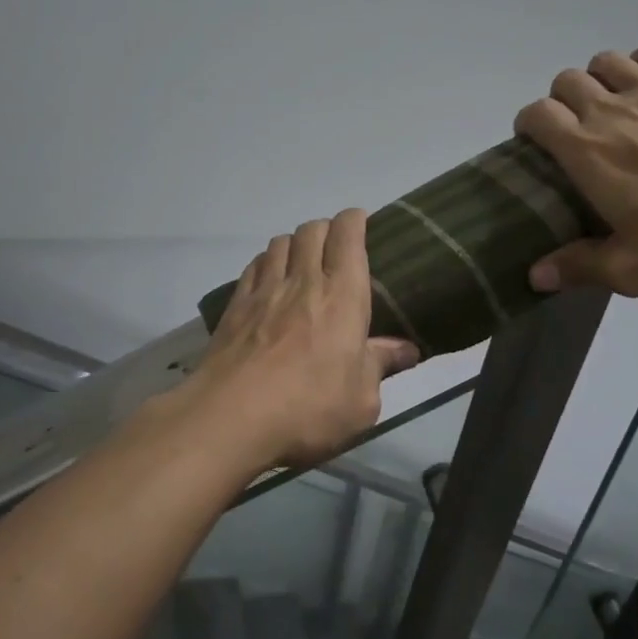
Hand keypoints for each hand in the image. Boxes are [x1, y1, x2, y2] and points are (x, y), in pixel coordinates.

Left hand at [186, 210, 419, 470]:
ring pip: (280, 243)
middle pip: (311, 230)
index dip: (355, 220)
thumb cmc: (308, 409)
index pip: (348, 235)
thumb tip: (406, 350)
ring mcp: (264, 291)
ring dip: (295, 243)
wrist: (231, 418)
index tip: (362, 222)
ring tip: (302, 260)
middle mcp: (303, 281)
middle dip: (327, 228)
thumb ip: (381, 367)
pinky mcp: (235, 307)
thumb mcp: (361, 400)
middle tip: (336, 246)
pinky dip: (266, 262)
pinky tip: (269, 279)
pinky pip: (253, 267)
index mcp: (342, 295)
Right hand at [513, 41, 637, 295]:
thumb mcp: (634, 267)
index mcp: (586, 150)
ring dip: (601, 79)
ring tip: (618, 101)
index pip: (537, 115)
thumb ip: (579, 267)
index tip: (536, 140)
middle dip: (564, 99)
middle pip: (566, 81)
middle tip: (581, 125)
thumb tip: (533, 276)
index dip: (529, 123)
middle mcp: (610, 107)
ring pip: (606, 61)